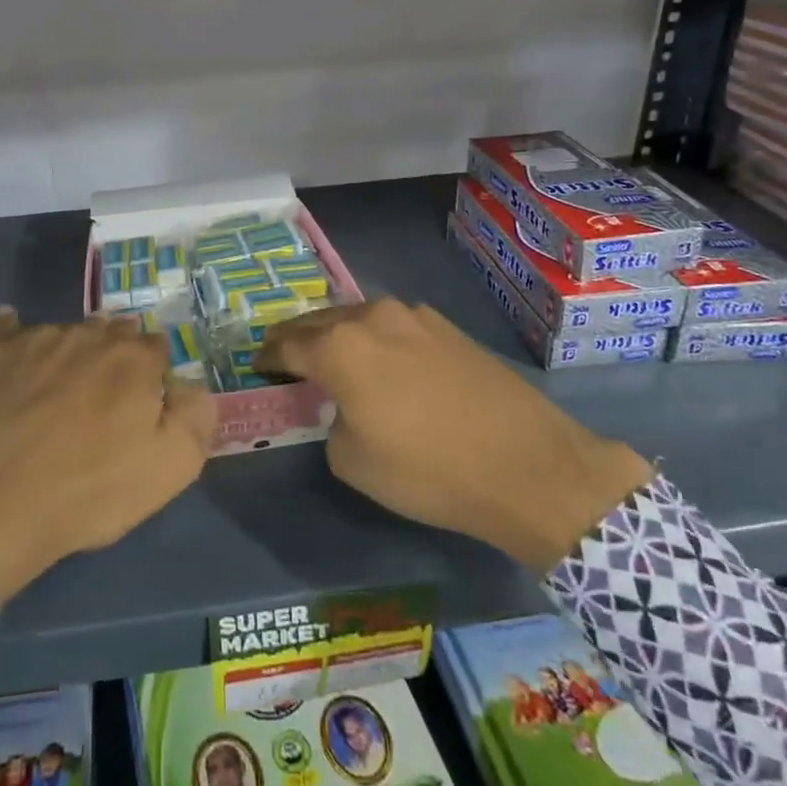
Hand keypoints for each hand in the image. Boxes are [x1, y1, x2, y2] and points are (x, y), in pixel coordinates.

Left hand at [0, 310, 214, 598]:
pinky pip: (10, 327)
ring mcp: (37, 336)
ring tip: (56, 397)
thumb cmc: (88, 490)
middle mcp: (90, 333)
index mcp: (135, 357)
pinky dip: (17, 339)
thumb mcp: (170, 468)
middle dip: (113, 360)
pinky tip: (14, 360)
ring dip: (70, 355)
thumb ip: (195, 415)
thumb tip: (187, 384)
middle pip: (112, 334)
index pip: (155, 348)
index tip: (140, 410)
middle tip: (101, 404)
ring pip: (66, 334)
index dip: (151, 379)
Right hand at [258, 299, 651, 572]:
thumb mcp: (354, 461)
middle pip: (317, 322)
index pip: (286, 344)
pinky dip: (373, 339)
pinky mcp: (445, 326)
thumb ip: (331, 422)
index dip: (267, 358)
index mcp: (340, 346)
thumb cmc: (430, 470)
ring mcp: (413, 316)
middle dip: (296, 339)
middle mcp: (371, 317)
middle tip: (284, 358)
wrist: (528, 464)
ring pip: (356, 318)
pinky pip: (392, 326)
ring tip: (331, 358)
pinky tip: (383, 363)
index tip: (258, 368)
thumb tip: (344, 406)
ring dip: (337, 335)